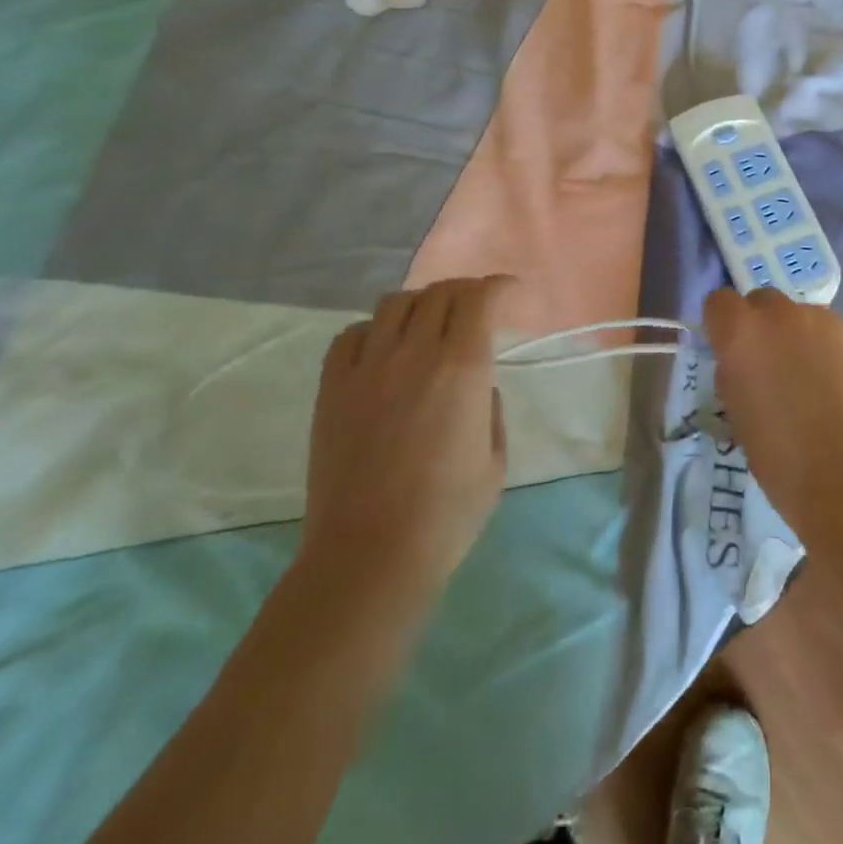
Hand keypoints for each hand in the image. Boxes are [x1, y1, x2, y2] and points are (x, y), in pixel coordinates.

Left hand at [299, 276, 511, 603]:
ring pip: (394, 303)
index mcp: (462, 368)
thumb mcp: (495, 460)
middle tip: (475, 309)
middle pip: (440, 293)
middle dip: (464, 292)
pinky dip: (375, 330)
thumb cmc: (447, 515)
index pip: (480, 298)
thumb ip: (490, 409)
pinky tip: (383, 351)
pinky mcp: (332, 389)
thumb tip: (475, 386)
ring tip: (428, 325)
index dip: (499, 286)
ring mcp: (367, 368)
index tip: (510, 292)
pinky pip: (352, 335)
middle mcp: (415, 354)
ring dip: (420, 304)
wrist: (369, 557)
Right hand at [702, 287, 842, 546]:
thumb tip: (744, 365)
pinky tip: (838, 388)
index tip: (729, 351)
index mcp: (742, 333)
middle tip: (769, 366)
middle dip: (760, 325)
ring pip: (800, 316)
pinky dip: (827, 350)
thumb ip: (736, 375)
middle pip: (762, 301)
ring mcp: (825, 322)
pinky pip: (831, 333)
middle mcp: (782, 315)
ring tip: (810, 381)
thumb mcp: (739, 415)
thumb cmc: (782, 459)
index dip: (722, 325)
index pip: (719, 302)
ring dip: (796, 337)